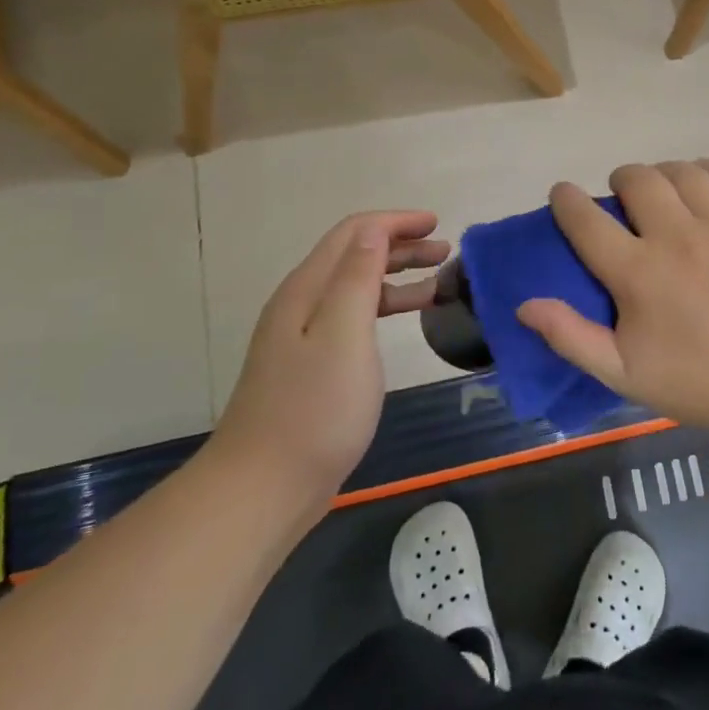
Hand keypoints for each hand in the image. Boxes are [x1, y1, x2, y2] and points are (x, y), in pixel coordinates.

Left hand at [209, 211, 447, 499]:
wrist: (263, 487)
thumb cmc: (314, 409)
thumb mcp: (344, 334)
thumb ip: (357, 277)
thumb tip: (374, 230)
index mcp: (308, 289)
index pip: (354, 233)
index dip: (396, 222)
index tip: (437, 224)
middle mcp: (302, 304)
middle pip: (354, 256)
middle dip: (401, 246)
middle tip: (445, 253)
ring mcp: (304, 337)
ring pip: (356, 288)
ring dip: (396, 277)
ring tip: (438, 284)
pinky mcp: (311, 366)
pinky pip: (354, 317)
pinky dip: (384, 308)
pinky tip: (405, 322)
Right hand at [516, 161, 708, 433]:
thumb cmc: (691, 382)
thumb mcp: (620, 373)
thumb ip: (569, 336)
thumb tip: (524, 303)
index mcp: (638, 274)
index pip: (587, 219)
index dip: (567, 200)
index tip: (564, 194)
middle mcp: (678, 238)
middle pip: (639, 180)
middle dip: (622, 180)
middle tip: (625, 197)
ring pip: (684, 172)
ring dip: (665, 174)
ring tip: (665, 190)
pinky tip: (706, 184)